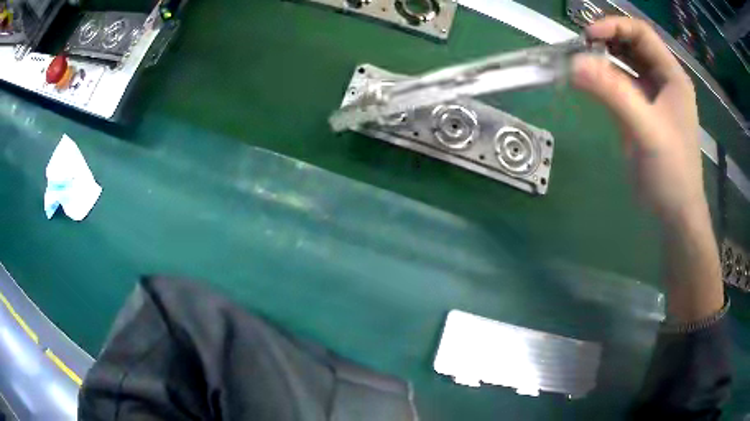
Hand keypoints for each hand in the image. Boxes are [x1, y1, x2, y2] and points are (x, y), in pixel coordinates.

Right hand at [573, 17, 722, 322]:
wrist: (674, 213)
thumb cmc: (671, 172)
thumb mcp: (647, 130)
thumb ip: (613, 94)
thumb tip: (573, 64)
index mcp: (672, 76)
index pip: (642, 34)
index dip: (615, 26)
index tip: (588, 35)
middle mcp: (662, 80)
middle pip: (632, 44)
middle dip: (606, 40)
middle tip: (580, 47)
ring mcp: (651, 96)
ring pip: (625, 63)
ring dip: (603, 58)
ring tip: (579, 61)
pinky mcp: (640, 112)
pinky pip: (619, 85)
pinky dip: (603, 79)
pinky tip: (588, 81)